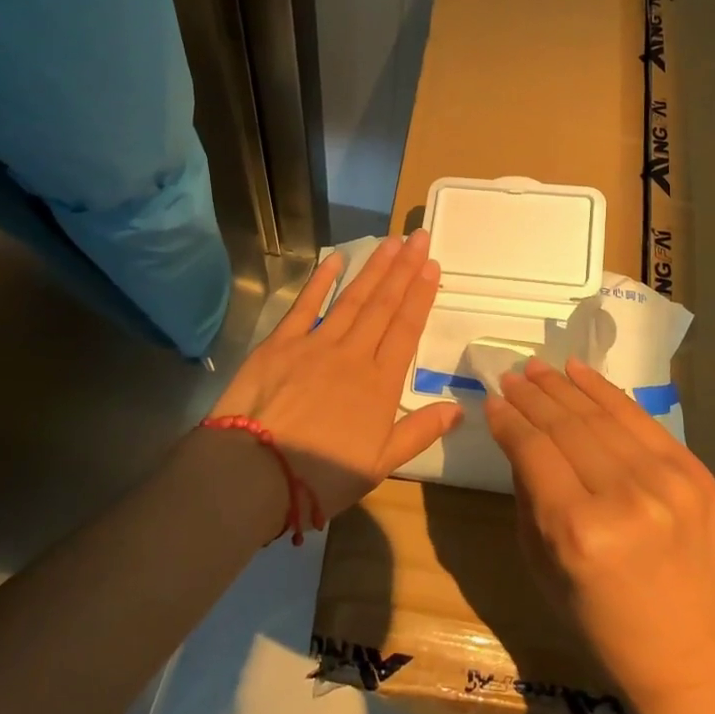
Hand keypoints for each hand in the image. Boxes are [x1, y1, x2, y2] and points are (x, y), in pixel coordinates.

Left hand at [212, 231, 462, 522]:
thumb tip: (458, 409)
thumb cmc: (322, 476)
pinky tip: (336, 259)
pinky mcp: (281, 343)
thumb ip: (419, 431)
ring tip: (391, 241)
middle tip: (419, 237)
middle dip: (404, 269)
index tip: (433, 266)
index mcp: (380, 384)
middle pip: (384, 305)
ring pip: (352, 298)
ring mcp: (316, 344)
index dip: (421, 295)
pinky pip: (305, 304)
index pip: (407, 328)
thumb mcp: (380, 464)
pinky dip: (321, 280)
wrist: (256, 471)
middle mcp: (354, 354)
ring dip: (374, 268)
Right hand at [487, 357, 714, 712]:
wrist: (688, 652)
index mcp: (579, 531)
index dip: (509, 421)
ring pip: (602, 414)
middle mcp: (625, 497)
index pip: (534, 451)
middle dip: (532, 397)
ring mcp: (667, 480)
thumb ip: (527, 495)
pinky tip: (579, 372)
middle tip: (511, 377)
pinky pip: (640, 420)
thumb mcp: (542, 566)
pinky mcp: (695, 472)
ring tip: (539, 368)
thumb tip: (517, 436)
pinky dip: (606, 391)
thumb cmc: (600, 621)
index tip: (492, 400)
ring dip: (564, 386)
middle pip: (566, 426)